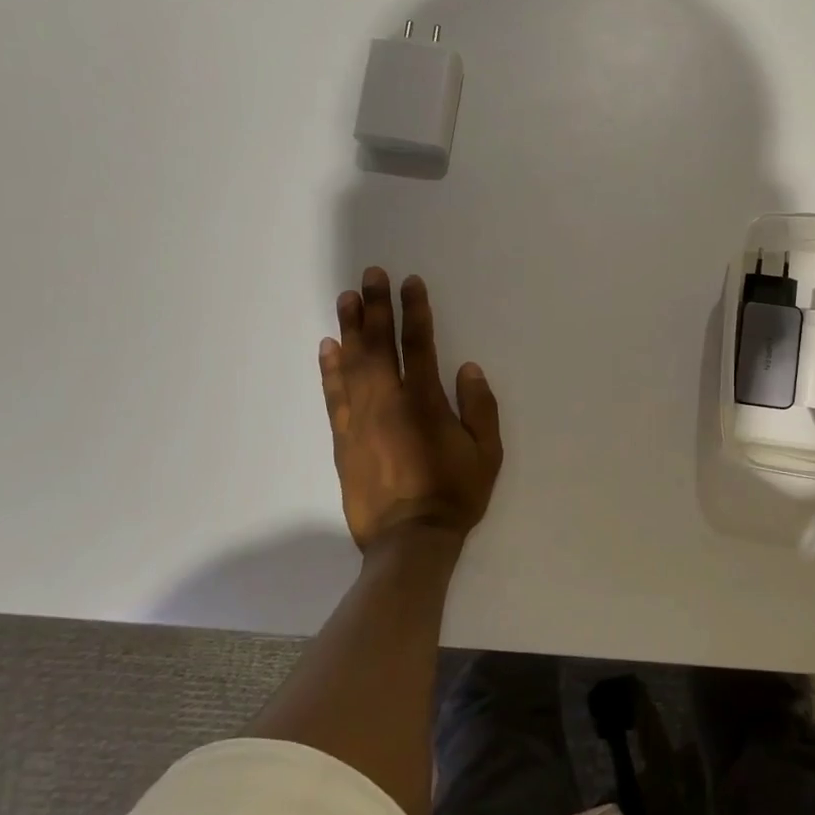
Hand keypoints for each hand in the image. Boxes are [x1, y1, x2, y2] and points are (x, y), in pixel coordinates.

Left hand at [319, 268, 502, 551]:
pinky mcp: (343, 439)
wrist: (409, 541)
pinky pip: (333, 396)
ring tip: (346, 297)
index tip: (409, 282)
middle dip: (375, 306)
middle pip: (378, 345)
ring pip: (351, 363)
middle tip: (370, 274)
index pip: (418, 345)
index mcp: (425, 402)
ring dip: (350, 328)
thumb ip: (479, 407)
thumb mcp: (487, 453)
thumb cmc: (454, 494)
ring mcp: (360, 420)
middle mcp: (388, 402)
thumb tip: (467, 367)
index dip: (414, 310)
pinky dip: (329, 369)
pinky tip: (328, 347)